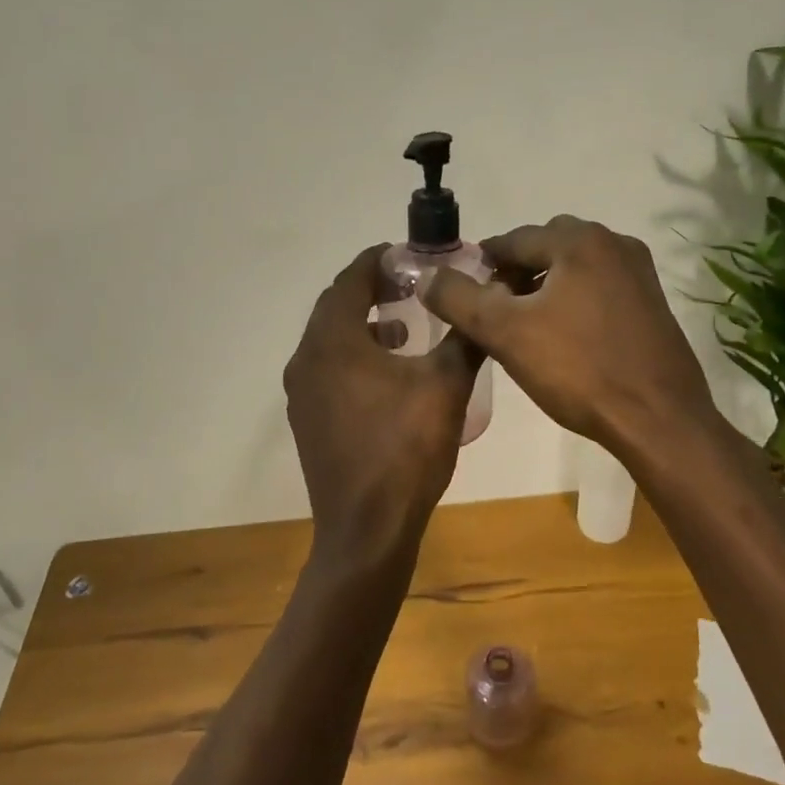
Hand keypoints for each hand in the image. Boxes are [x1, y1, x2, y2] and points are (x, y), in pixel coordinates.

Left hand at [283, 245, 482, 574]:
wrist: (367, 530)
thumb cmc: (405, 450)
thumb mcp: (446, 386)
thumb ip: (465, 337)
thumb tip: (483, 303)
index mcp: (334, 341)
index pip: (351, 279)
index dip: (379, 260)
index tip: (409, 254)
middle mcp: (307, 359)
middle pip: (336, 306)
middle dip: (372, 289)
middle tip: (412, 285)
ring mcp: (302, 392)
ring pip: (330, 339)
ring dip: (364, 323)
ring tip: (405, 326)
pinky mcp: (307, 419)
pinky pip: (327, 368)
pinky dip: (354, 355)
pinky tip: (389, 373)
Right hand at [421, 216, 717, 460]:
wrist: (658, 418)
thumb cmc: (578, 369)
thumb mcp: (505, 333)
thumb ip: (459, 299)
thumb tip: (428, 276)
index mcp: (579, 241)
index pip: (514, 240)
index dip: (483, 264)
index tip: (465, 293)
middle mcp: (614, 243)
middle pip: (546, 248)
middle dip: (516, 272)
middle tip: (495, 310)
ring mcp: (640, 273)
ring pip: (575, 267)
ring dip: (545, 286)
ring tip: (525, 325)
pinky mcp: (652, 303)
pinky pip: (600, 287)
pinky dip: (574, 300)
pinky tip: (564, 336)